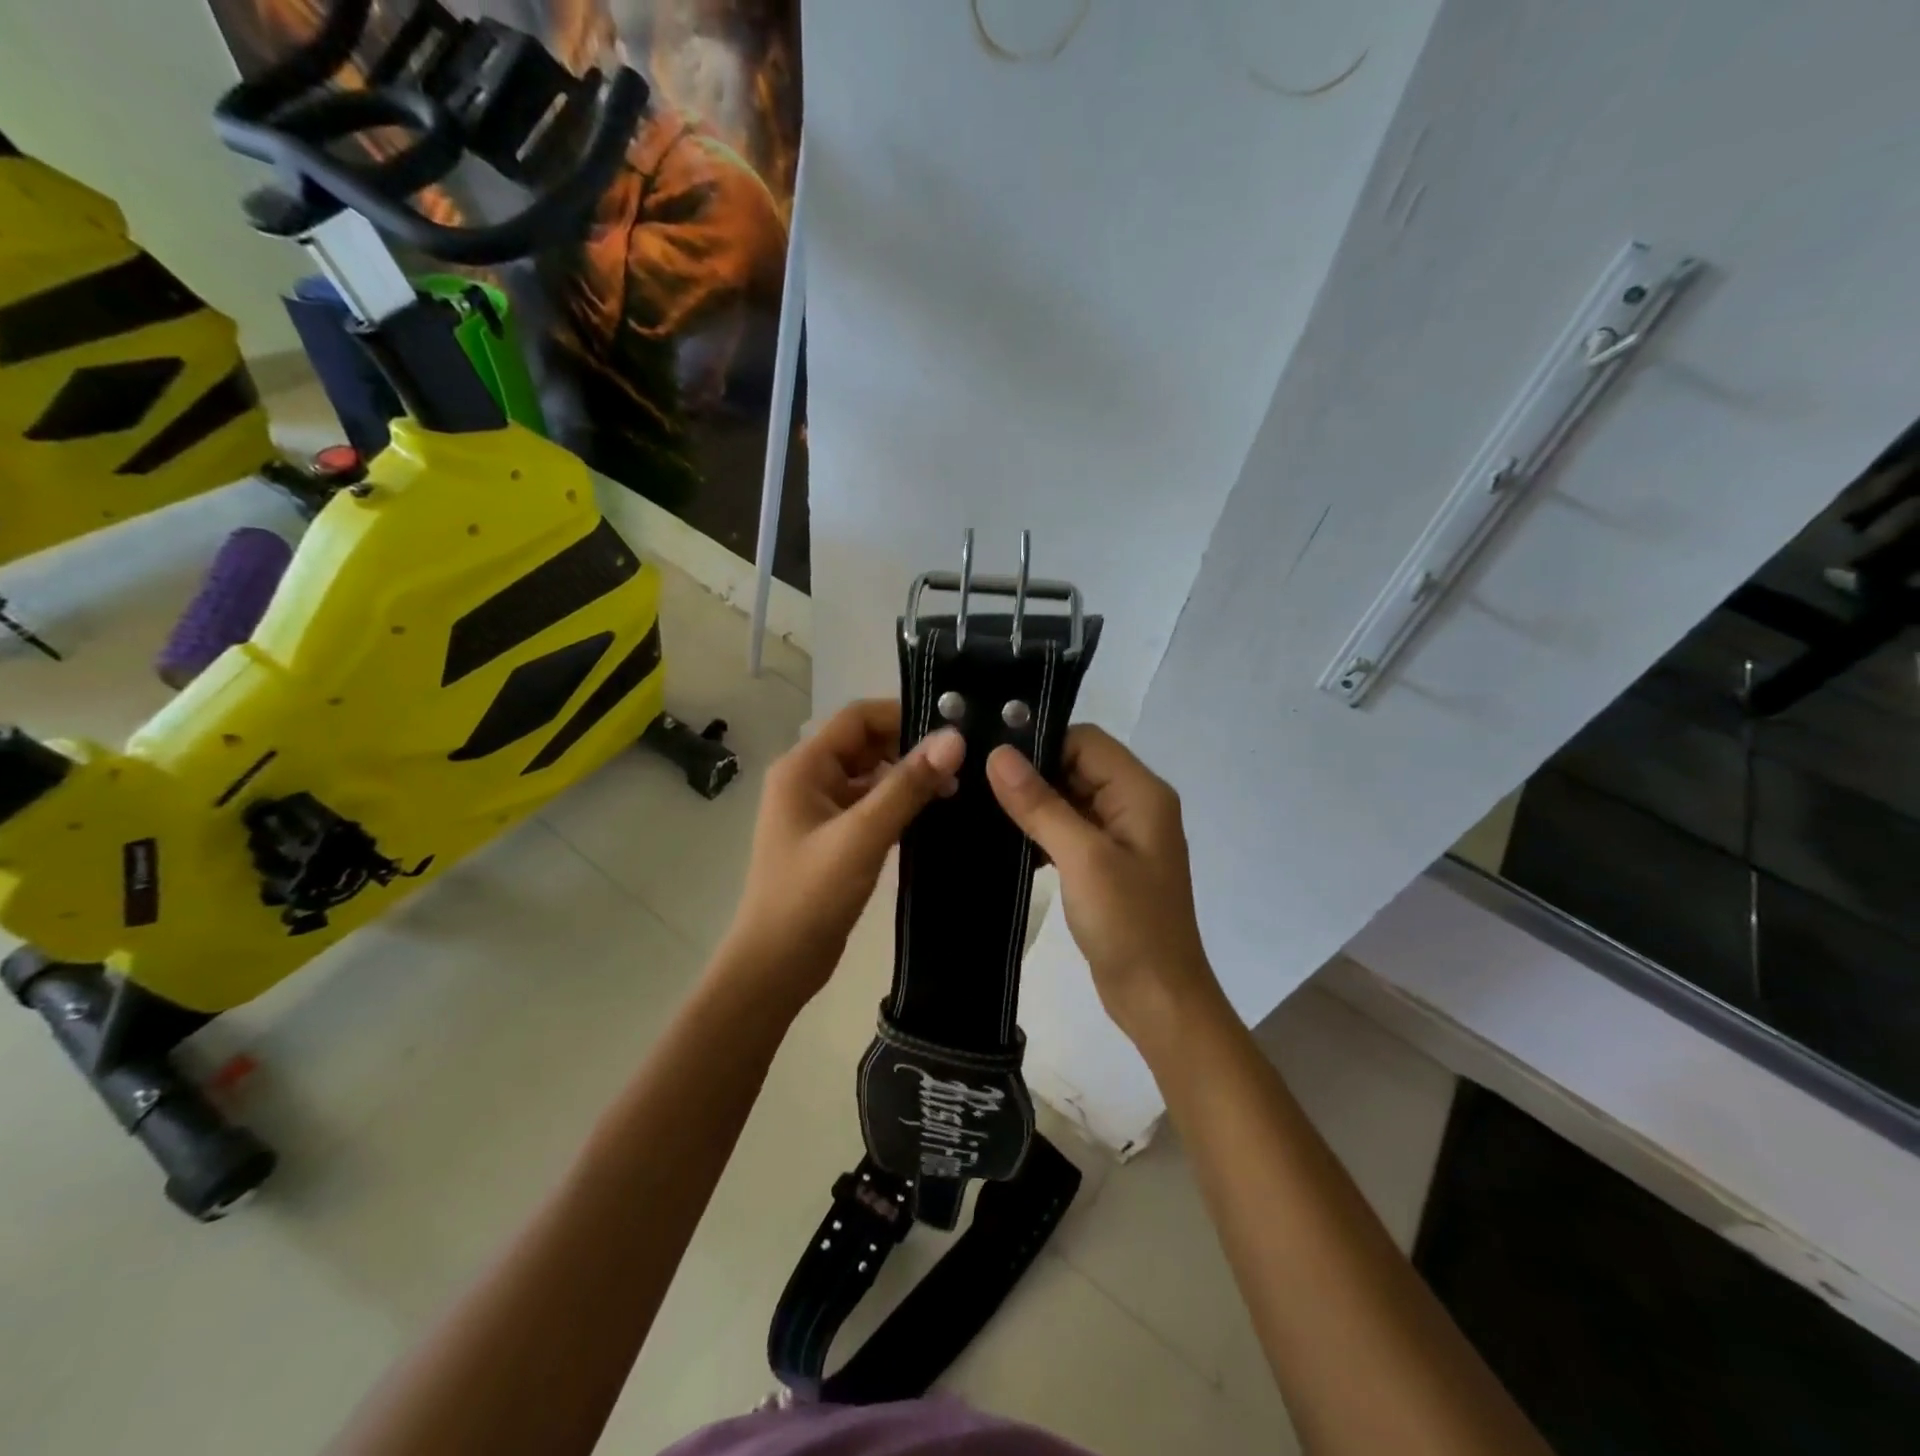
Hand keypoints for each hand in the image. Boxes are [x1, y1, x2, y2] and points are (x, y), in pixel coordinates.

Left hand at [720, 699, 964, 1011]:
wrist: (777, 965)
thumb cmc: (810, 895)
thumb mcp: (862, 835)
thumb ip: (907, 785)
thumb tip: (954, 738)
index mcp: (803, 767)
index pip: (858, 718)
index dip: (903, 715)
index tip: (952, 728)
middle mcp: (809, 779)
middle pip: (866, 744)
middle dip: (911, 749)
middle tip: (965, 762)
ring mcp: (821, 810)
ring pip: (872, 777)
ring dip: (909, 779)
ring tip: (960, 786)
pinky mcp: (835, 837)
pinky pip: (871, 806)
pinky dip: (900, 805)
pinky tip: (936, 815)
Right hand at [986, 726, 1221, 1045]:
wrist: (1158, 998)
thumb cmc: (1128, 924)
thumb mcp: (1082, 858)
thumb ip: (1041, 804)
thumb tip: (999, 754)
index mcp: (1140, 792)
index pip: (1085, 741)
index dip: (1041, 744)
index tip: (991, 758)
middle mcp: (1135, 804)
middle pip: (1077, 766)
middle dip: (1031, 774)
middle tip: (976, 783)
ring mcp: (1121, 835)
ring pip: (1069, 798)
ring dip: (1033, 804)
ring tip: (982, 810)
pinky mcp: (1106, 862)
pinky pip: (1069, 829)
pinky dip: (1041, 832)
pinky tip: (1007, 844)